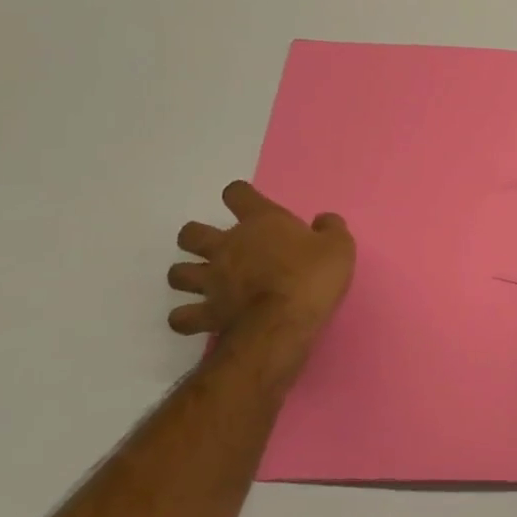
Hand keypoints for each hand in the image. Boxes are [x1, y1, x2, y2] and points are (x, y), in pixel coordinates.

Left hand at [167, 181, 354, 383]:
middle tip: (217, 247)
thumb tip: (323, 220)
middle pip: (191, 233)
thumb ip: (330, 228)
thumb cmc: (312, 277)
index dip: (239, 195)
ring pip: (177, 273)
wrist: (284, 323)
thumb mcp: (339, 246)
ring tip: (201, 281)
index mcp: (261, 221)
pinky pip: (180, 317)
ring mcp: (212, 281)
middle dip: (197, 238)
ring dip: (186, 275)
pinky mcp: (206, 314)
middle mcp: (228, 246)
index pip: (237, 193)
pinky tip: (196, 317)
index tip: (246, 203)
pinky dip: (185, 317)